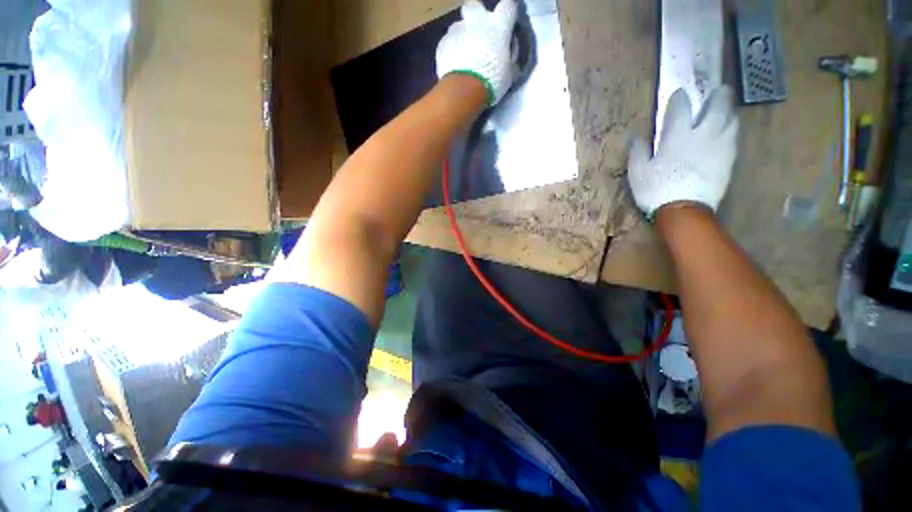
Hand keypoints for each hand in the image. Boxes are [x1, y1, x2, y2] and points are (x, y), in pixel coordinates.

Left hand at [436, 0, 517, 106]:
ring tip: (464, 57)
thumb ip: (510, 60)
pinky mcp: (442, 43)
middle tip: (479, 34)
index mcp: (498, 24)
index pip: (508, 6)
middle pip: (474, 6)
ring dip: (462, 37)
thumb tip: (510, 58)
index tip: (508, 25)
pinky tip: (454, 66)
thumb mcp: (509, 74)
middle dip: (476, 16)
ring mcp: (457, 30)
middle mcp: (476, 20)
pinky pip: (448, 43)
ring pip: (459, 26)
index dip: (508, 15)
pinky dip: (451, 51)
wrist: (464, 90)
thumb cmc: (492, 80)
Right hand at [628, 86, 738, 216]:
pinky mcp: (729, 159)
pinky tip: (728, 132)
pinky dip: (731, 130)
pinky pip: (734, 137)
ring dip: (728, 111)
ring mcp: (720, 145)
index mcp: (678, 134)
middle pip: (717, 106)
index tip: (679, 95)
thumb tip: (635, 137)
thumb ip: (638, 151)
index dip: (679, 98)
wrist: (684, 210)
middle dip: (717, 96)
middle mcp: (703, 133)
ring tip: (725, 110)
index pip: (681, 107)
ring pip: (731, 119)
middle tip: (718, 91)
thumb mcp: (638, 172)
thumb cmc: (656, 189)